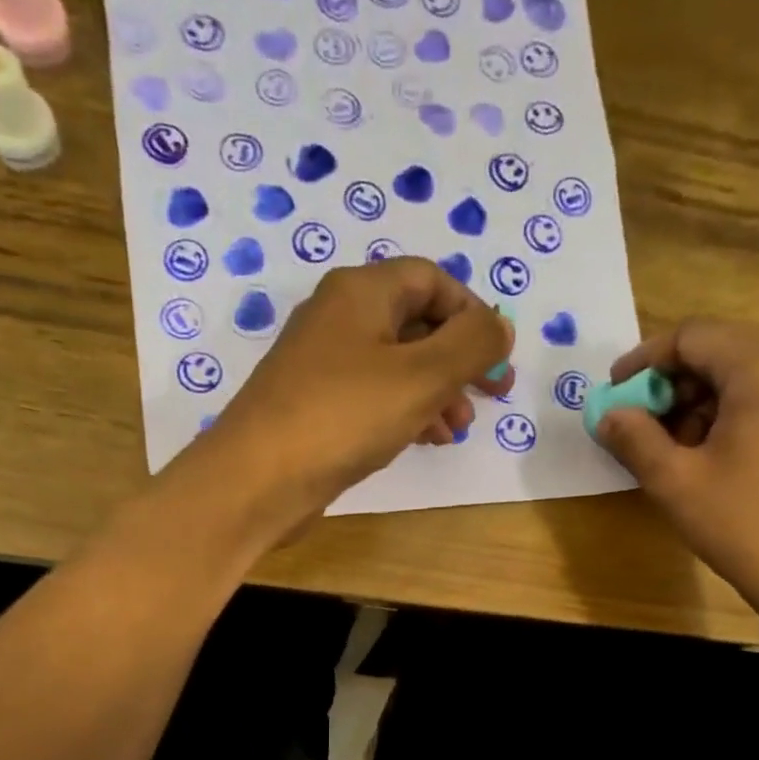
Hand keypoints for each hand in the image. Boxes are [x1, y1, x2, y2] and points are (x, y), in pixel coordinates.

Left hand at [187, 259, 513, 530]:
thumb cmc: (344, 416)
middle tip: (491, 396)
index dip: (472, 312)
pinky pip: (374, 396)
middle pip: (416, 322)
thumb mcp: (422, 376)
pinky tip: (426, 440)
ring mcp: (323, 364)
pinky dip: (407, 411)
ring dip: (437, 392)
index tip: (498, 356)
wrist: (259, 479)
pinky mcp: (316, 405)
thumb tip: (500, 326)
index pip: (432, 280)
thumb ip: (472, 344)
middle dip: (459, 359)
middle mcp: (339, 317)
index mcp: (361, 292)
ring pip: (397, 365)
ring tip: (458, 429)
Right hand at [595, 321, 758, 612]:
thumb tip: (609, 415)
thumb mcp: (675, 483)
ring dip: (703, 401)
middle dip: (674, 384)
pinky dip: (736, 413)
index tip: (615, 392)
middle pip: (722, 352)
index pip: (692, 337)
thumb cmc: (745, 525)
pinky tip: (716, 454)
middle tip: (641, 425)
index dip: (645, 361)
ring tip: (676, 448)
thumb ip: (634, 438)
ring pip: (749, 375)